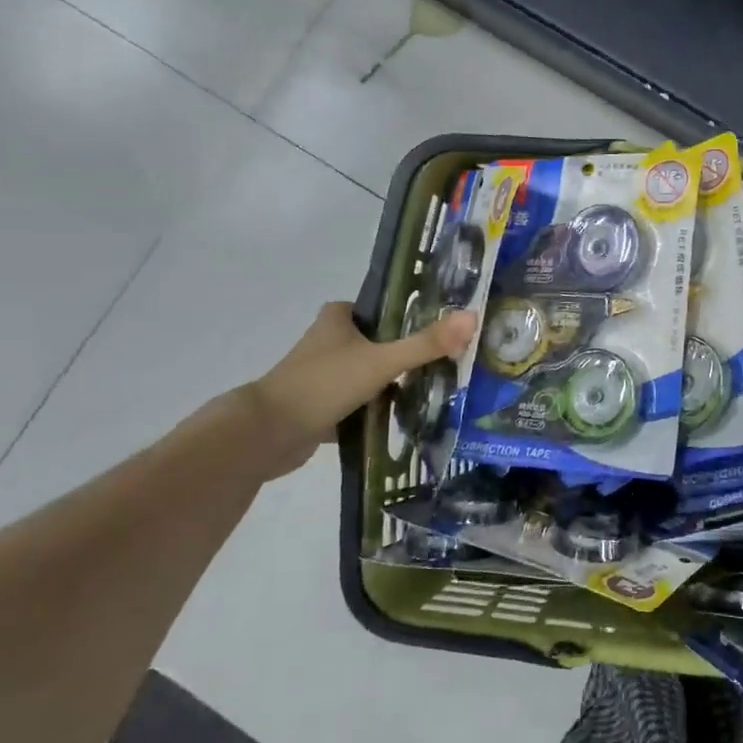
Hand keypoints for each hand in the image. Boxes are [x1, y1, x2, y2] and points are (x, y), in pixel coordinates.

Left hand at [245, 302, 474, 477]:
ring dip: (395, 382)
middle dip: (408, 353)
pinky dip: (380, 410)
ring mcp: (324, 376)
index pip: (383, 309)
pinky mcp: (322, 407)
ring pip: (370, 374)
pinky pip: (360, 404)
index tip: (443, 328)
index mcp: (337, 319)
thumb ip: (426, 343)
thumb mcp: (382, 361)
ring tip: (437, 389)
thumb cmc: (323, 384)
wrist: (268, 434)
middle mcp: (329, 342)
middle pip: (379, 343)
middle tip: (448, 361)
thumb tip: (474, 316)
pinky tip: (408, 418)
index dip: (411, 316)